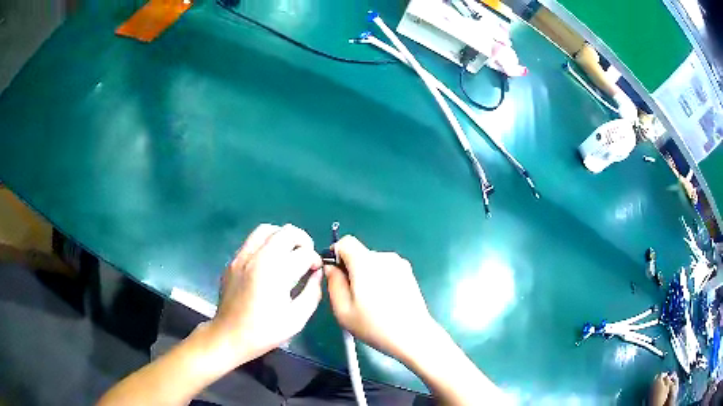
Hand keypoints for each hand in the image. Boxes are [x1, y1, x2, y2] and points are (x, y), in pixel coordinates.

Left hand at [209, 224, 322, 365]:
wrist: (229, 336)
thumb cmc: (264, 331)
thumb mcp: (297, 319)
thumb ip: (312, 293)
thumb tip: (317, 274)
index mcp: (274, 273)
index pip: (303, 252)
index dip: (315, 260)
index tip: (315, 271)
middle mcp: (256, 257)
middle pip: (287, 232)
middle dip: (303, 241)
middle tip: (306, 258)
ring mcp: (241, 256)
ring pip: (267, 229)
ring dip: (283, 237)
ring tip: (289, 254)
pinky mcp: (232, 260)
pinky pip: (252, 240)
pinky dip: (267, 243)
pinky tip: (270, 262)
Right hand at [325, 235, 437, 361]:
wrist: (413, 335)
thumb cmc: (374, 326)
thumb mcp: (343, 310)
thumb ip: (333, 283)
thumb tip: (331, 267)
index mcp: (365, 262)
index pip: (345, 242)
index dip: (336, 255)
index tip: (336, 275)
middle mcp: (384, 257)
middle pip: (360, 254)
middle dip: (352, 269)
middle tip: (352, 296)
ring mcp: (399, 264)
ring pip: (373, 262)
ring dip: (367, 275)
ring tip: (371, 302)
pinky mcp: (409, 273)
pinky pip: (386, 269)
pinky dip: (381, 279)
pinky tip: (385, 301)